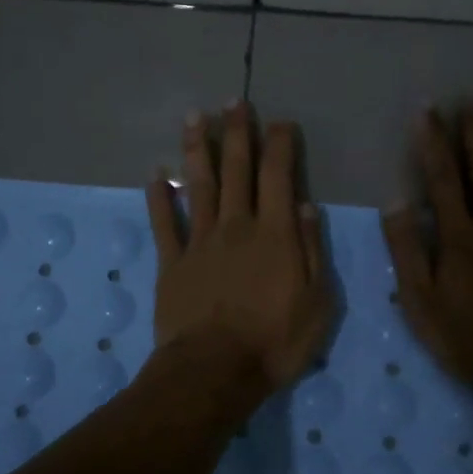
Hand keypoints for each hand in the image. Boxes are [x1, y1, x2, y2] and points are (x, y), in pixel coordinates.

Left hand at [147, 102, 334, 392]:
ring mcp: (200, 242)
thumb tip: (304, 206)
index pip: (278, 176)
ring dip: (197, 149)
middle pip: (236, 171)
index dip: (280, 145)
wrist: (215, 371)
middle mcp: (236, 227)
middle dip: (237, 133)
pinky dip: (158, 196)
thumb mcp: (318, 302)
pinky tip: (155, 172)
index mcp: (274, 234)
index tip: (281, 122)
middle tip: (235, 102)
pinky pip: (164, 223)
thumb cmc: (275, 342)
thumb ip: (311, 250)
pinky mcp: (172, 263)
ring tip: (194, 116)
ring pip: (197, 185)